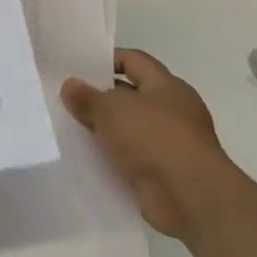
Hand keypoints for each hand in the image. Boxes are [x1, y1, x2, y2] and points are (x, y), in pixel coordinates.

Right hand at [61, 47, 244, 243]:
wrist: (189, 197)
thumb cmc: (154, 139)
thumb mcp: (112, 110)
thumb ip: (87, 97)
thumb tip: (70, 85)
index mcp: (167, 86)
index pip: (134, 60)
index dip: (106, 59)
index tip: (77, 67)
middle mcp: (173, 110)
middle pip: (131, 95)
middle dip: (101, 97)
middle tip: (67, 99)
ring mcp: (171, 143)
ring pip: (130, 128)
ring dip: (105, 130)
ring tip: (71, 129)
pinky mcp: (164, 172)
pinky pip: (132, 157)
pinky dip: (113, 157)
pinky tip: (88, 158)